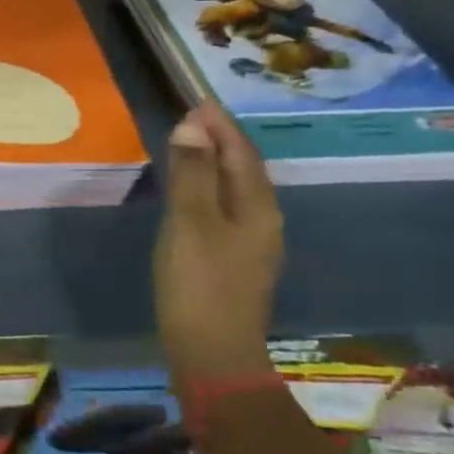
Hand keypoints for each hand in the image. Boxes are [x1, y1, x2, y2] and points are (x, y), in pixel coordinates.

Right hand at [154, 102, 283, 382]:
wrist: (213, 354)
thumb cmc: (200, 283)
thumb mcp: (190, 222)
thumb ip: (193, 173)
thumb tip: (193, 126)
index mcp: (258, 207)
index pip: (241, 152)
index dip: (220, 125)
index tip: (197, 100)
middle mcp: (263, 221)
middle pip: (244, 169)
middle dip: (220, 140)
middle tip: (191, 117)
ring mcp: (251, 244)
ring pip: (236, 189)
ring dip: (215, 163)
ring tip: (189, 145)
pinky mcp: (235, 261)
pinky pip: (225, 208)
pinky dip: (209, 188)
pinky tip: (192, 193)